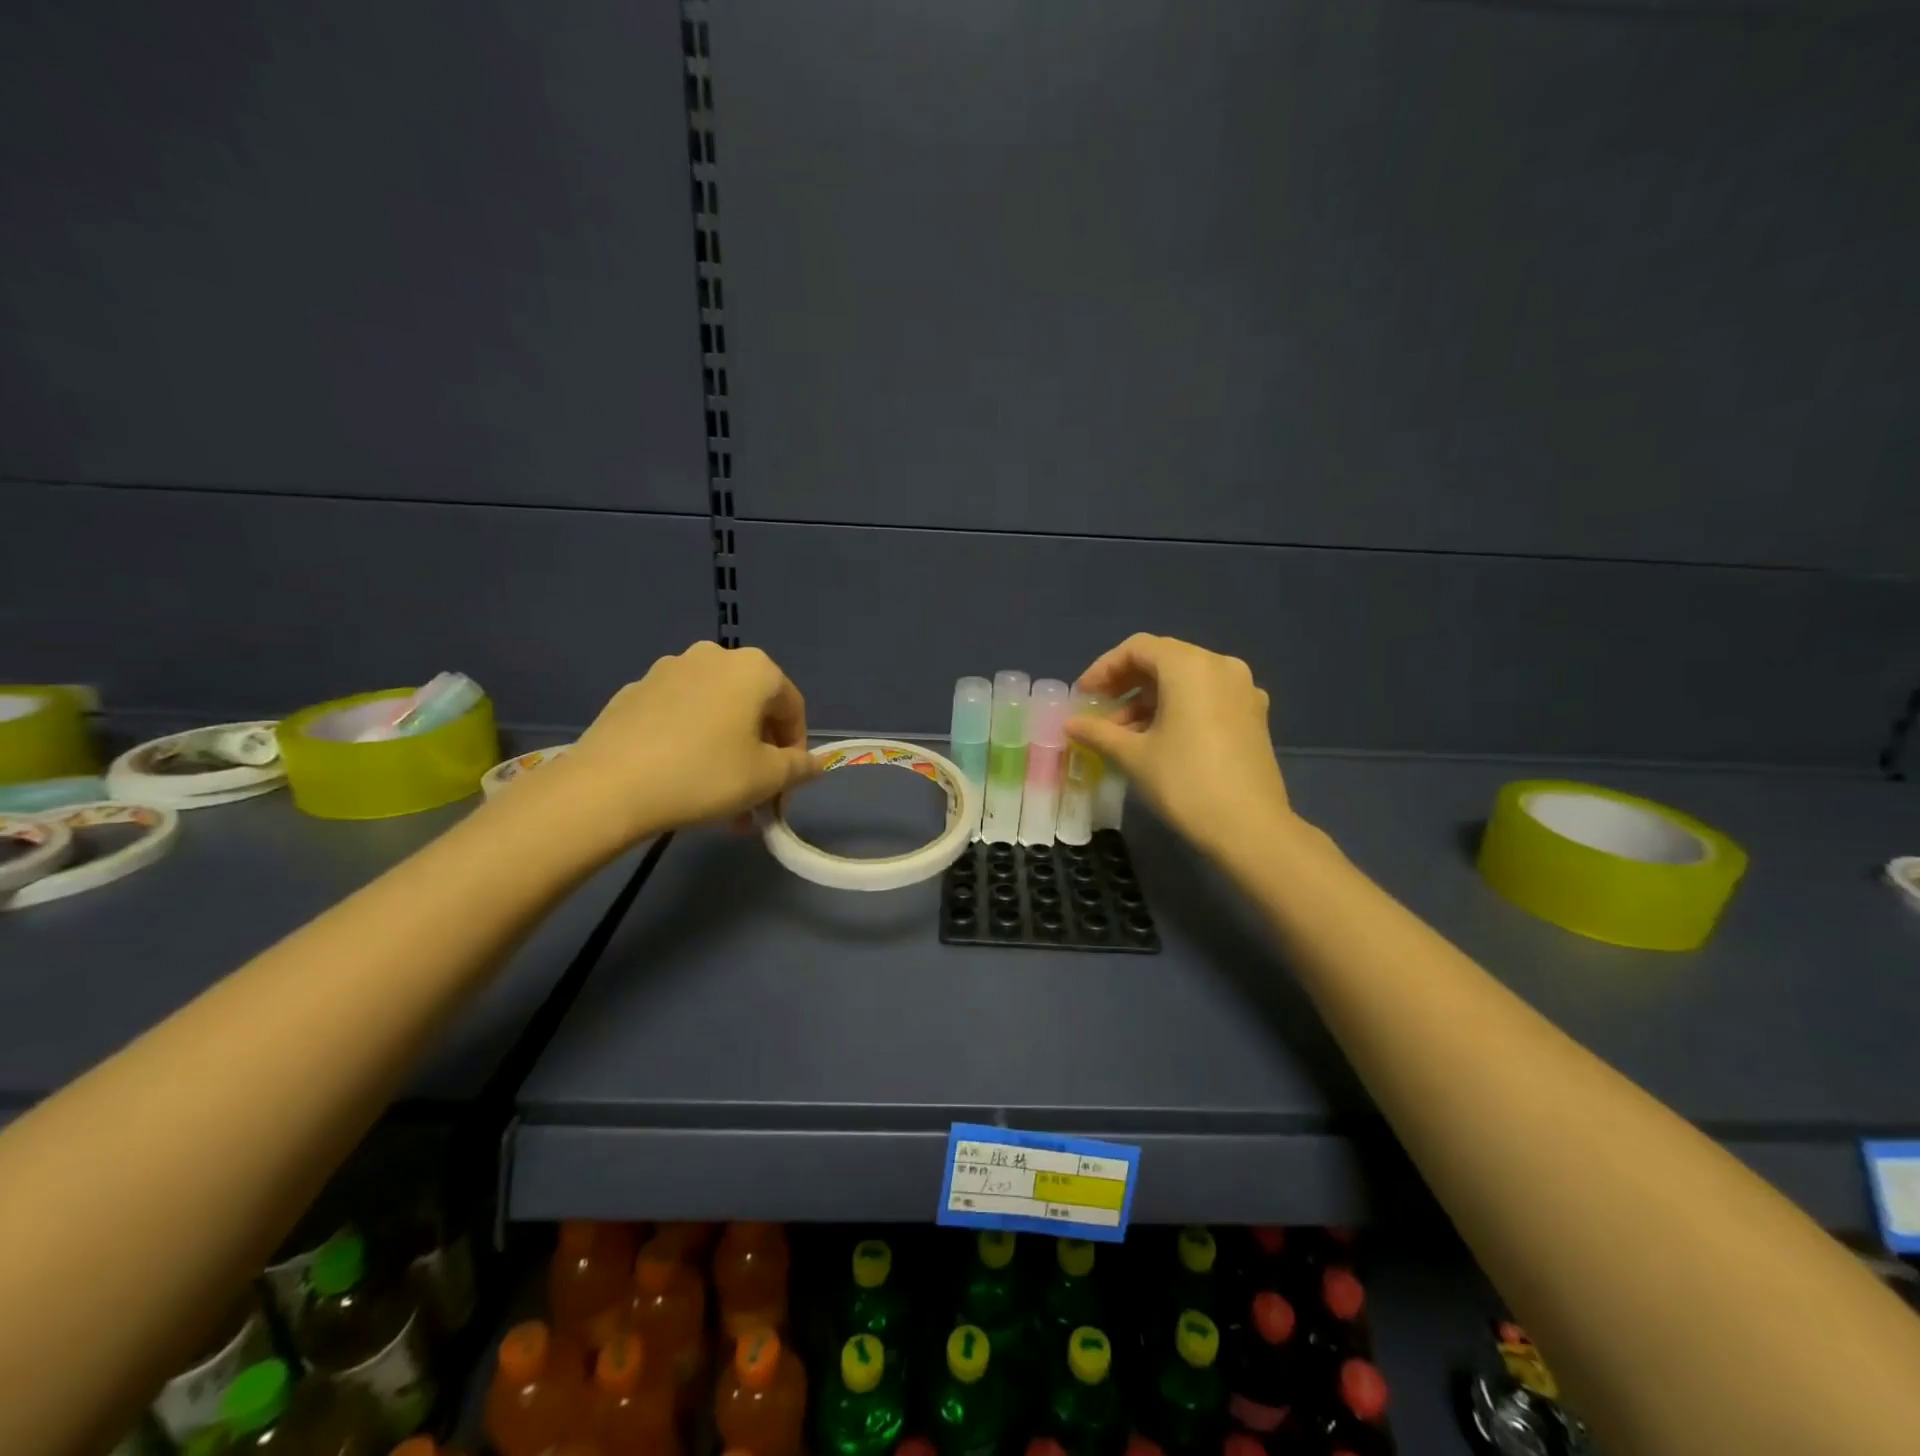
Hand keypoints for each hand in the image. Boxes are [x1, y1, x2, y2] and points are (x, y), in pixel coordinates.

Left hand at [545, 642, 816, 845]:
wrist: (609, 786)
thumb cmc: (705, 774)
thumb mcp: (766, 778)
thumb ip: (800, 768)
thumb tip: (816, 763)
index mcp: (754, 669)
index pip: (792, 709)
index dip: (796, 751)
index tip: (786, 788)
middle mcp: (713, 657)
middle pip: (752, 710)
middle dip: (759, 756)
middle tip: (755, 799)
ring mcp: (668, 670)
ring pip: (715, 715)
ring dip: (727, 753)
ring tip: (720, 800)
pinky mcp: (634, 692)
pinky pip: (680, 717)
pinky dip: (692, 743)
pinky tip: (681, 780)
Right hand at [1067, 633, 1293, 854]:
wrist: (1250, 828)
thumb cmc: (1185, 783)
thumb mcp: (1134, 755)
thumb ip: (1099, 732)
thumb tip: (1070, 724)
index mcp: (1190, 666)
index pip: (1138, 648)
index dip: (1104, 668)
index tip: (1084, 695)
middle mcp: (1221, 666)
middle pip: (1164, 660)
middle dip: (1127, 683)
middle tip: (1100, 712)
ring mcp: (1243, 690)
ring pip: (1186, 680)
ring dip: (1151, 699)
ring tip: (1125, 734)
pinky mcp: (1254, 715)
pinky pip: (1208, 697)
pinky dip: (1179, 708)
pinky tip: (1161, 740)